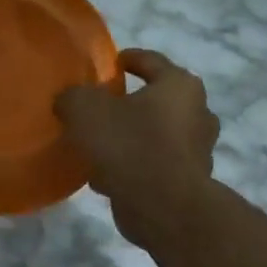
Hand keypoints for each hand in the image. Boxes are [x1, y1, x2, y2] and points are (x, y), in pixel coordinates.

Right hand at [54, 49, 220, 249]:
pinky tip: (104, 177)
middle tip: (98, 109)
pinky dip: (132, 166)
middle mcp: (197, 113)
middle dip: (129, 104)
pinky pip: (153, 165)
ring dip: (130, 138)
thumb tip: (70, 100)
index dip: (127, 59)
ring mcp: (197, 150)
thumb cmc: (129, 144)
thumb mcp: (84, 109)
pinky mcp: (188, 182)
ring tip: (96, 146)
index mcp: (179, 86)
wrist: (163, 207)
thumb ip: (73, 97)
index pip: (151, 61)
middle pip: (156, 100)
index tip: (109, 64)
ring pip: (155, 135)